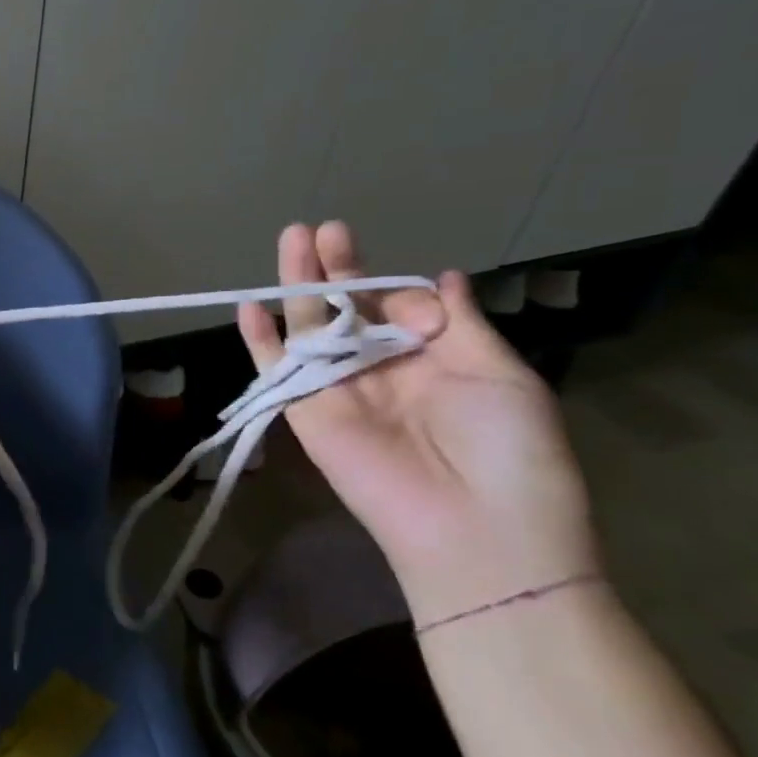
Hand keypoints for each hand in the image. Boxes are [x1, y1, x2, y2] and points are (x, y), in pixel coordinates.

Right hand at [237, 222, 598, 623]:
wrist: (475, 527)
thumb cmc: (509, 450)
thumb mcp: (500, 374)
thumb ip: (460, 324)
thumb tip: (442, 276)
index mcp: (430, 360)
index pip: (394, 307)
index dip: (385, 281)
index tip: (393, 274)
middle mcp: (379, 369)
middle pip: (345, 309)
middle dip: (334, 267)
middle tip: (323, 229)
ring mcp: (337, 389)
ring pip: (308, 327)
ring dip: (297, 285)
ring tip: (292, 238)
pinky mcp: (305, 410)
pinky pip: (277, 369)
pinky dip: (259, 340)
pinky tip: (248, 307)